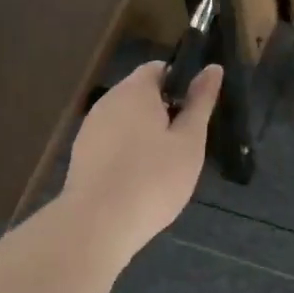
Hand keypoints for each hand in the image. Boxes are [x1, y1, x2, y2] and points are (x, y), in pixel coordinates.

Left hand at [61, 62, 220, 261]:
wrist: (97, 224)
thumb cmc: (153, 179)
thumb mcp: (189, 141)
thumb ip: (200, 103)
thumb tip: (213, 68)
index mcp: (135, 90)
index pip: (159, 69)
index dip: (181, 84)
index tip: (196, 113)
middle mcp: (107, 101)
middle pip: (140, 95)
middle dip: (164, 113)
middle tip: (184, 146)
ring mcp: (90, 128)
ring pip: (125, 121)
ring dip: (145, 135)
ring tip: (163, 167)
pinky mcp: (81, 155)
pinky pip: (111, 143)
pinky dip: (127, 153)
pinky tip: (138, 181)